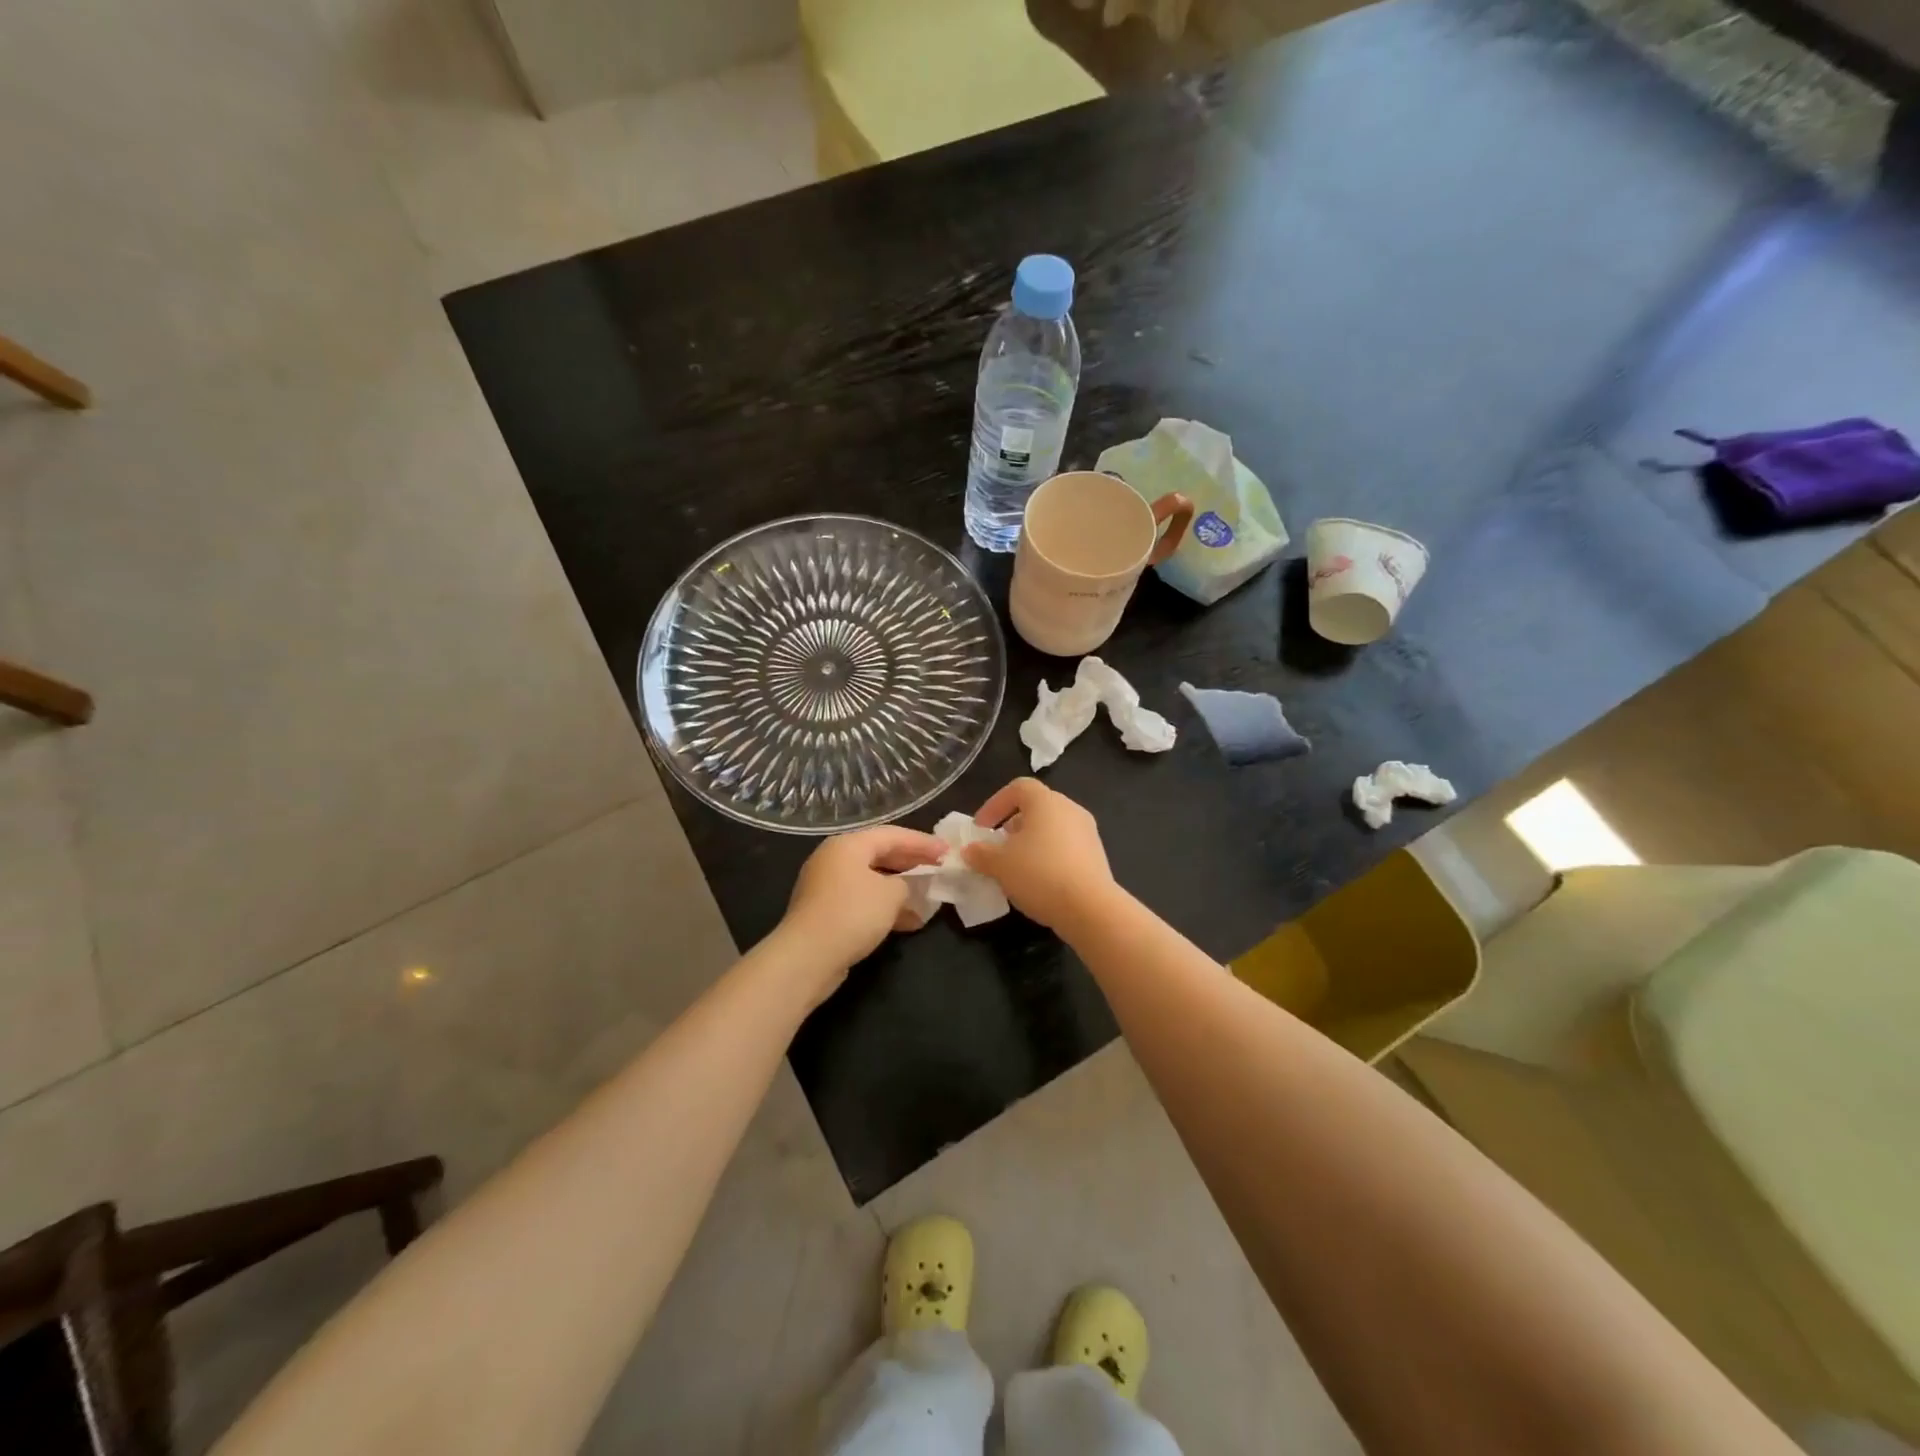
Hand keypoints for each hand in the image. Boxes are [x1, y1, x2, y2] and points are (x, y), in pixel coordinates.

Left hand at [778, 825, 946, 988]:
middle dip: (911, 863)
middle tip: (938, 869)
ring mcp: (827, 886)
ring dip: (900, 889)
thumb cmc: (852, 914)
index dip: (923, 842)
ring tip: (927, 898)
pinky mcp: (825, 912)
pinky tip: (909, 923)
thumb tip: (902, 888)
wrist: (807, 957)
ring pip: (872, 880)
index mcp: (848, 845)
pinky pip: (862, 901)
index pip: (892, 835)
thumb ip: (905, 883)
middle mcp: (834, 859)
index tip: (947, 852)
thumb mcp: (891, 894)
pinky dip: (884, 907)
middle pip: (880, 854)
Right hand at [962, 778, 1118, 931]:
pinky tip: (1038, 881)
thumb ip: (981, 854)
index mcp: (1046, 801)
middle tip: (997, 848)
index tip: (981, 829)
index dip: (995, 804)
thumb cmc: (1039, 874)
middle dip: (1011, 826)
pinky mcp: (1097, 855)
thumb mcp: (999, 864)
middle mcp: (1070, 809)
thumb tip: (970, 850)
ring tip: (1015, 868)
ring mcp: (1087, 832)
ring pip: (1051, 829)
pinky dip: (1048, 857)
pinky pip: (1065, 847)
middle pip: (1036, 808)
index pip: (1018, 788)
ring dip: (1030, 843)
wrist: (1089, 908)